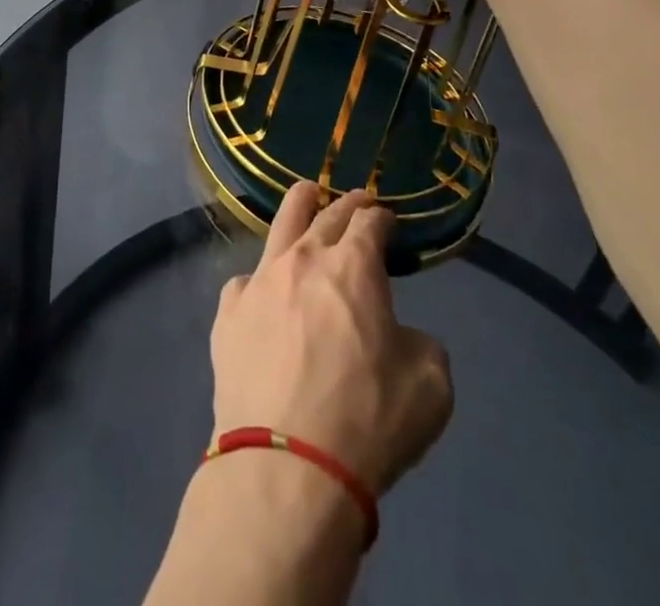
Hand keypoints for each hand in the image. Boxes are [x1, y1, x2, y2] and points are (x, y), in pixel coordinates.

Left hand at [211, 184, 454, 495]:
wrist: (287, 464)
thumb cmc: (367, 421)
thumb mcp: (430, 386)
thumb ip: (421, 344)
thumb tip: (400, 335)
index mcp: (354, 266)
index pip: (370, 222)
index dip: (382, 217)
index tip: (388, 221)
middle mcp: (304, 258)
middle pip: (326, 214)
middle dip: (347, 203)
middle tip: (357, 200)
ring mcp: (260, 280)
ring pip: (281, 226)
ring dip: (300, 206)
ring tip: (306, 194)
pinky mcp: (229, 311)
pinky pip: (247, 281)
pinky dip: (263, 281)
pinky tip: (265, 292)